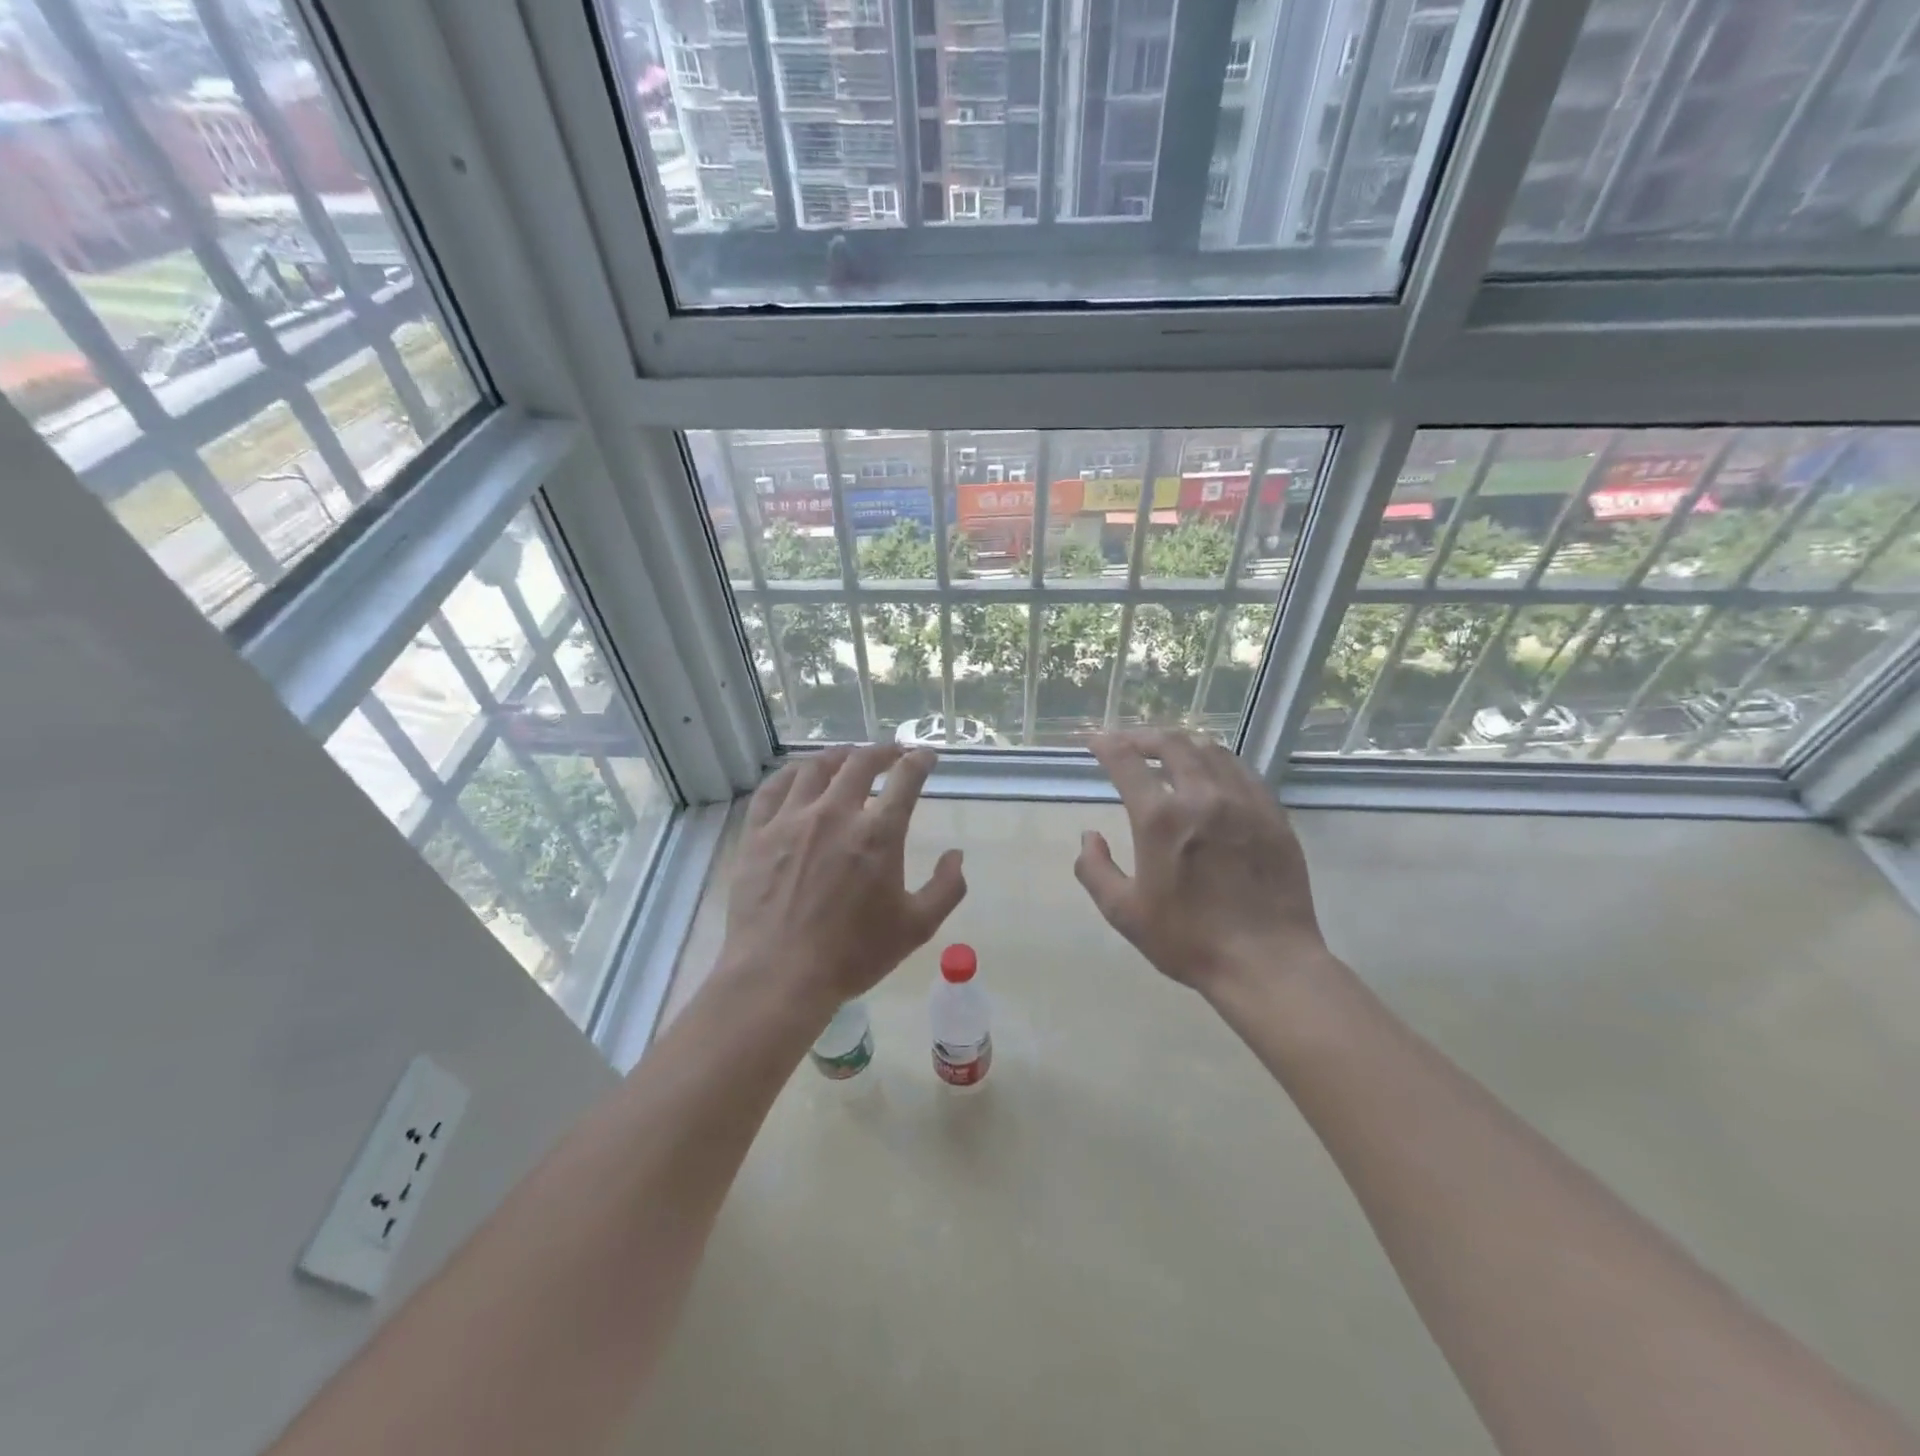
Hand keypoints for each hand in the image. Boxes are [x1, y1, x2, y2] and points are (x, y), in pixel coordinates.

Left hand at [721, 744, 965, 1018]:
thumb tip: (956, 855)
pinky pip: (773, 789)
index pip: (906, 779)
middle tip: (892, 753)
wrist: (779, 976)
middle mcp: (835, 814)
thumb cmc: (853, 955)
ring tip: (847, 758)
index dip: (920, 761)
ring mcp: (791, 820)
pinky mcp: (758, 834)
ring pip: (815, 768)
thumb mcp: (917, 928)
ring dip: (838, 756)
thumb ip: (946, 888)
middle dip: (882, 752)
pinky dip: (790, 774)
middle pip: (860, 763)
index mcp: (878, 834)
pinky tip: (798, 775)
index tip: (926, 755)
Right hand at [1075, 730, 1328, 996]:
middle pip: (1171, 744)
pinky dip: (1217, 762)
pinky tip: (1212, 774)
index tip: (1094, 740)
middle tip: (1128, 743)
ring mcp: (1244, 802)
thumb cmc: (1188, 940)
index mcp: (1161, 819)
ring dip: (1181, 744)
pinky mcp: (1273, 815)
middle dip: (1143, 737)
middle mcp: (1202, 797)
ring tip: (1167, 752)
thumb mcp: (1124, 913)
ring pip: (1210, 751)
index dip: (1106, 745)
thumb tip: (1089, 836)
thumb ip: (1095, 870)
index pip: (1127, 762)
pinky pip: (1242, 771)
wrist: (1267, 963)